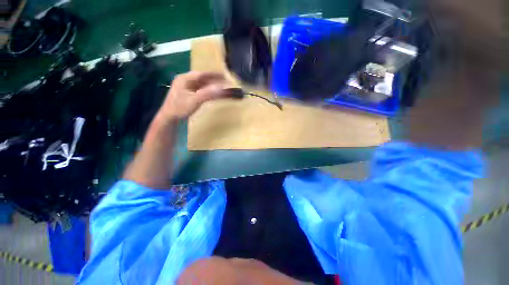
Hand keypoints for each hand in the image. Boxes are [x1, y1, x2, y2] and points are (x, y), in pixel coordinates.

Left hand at [158, 71, 228, 120]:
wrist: (169, 118)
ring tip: (222, 87)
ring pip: (202, 84)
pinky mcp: (188, 94)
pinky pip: (200, 90)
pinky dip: (208, 91)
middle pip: (202, 78)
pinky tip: (214, 93)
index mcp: (185, 78)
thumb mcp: (195, 100)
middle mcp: (185, 81)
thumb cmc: (180, 107)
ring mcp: (186, 88)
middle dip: (214, 80)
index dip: (214, 74)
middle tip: (225, 81)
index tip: (225, 75)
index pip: (202, 74)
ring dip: (212, 86)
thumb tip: (222, 88)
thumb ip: (208, 93)